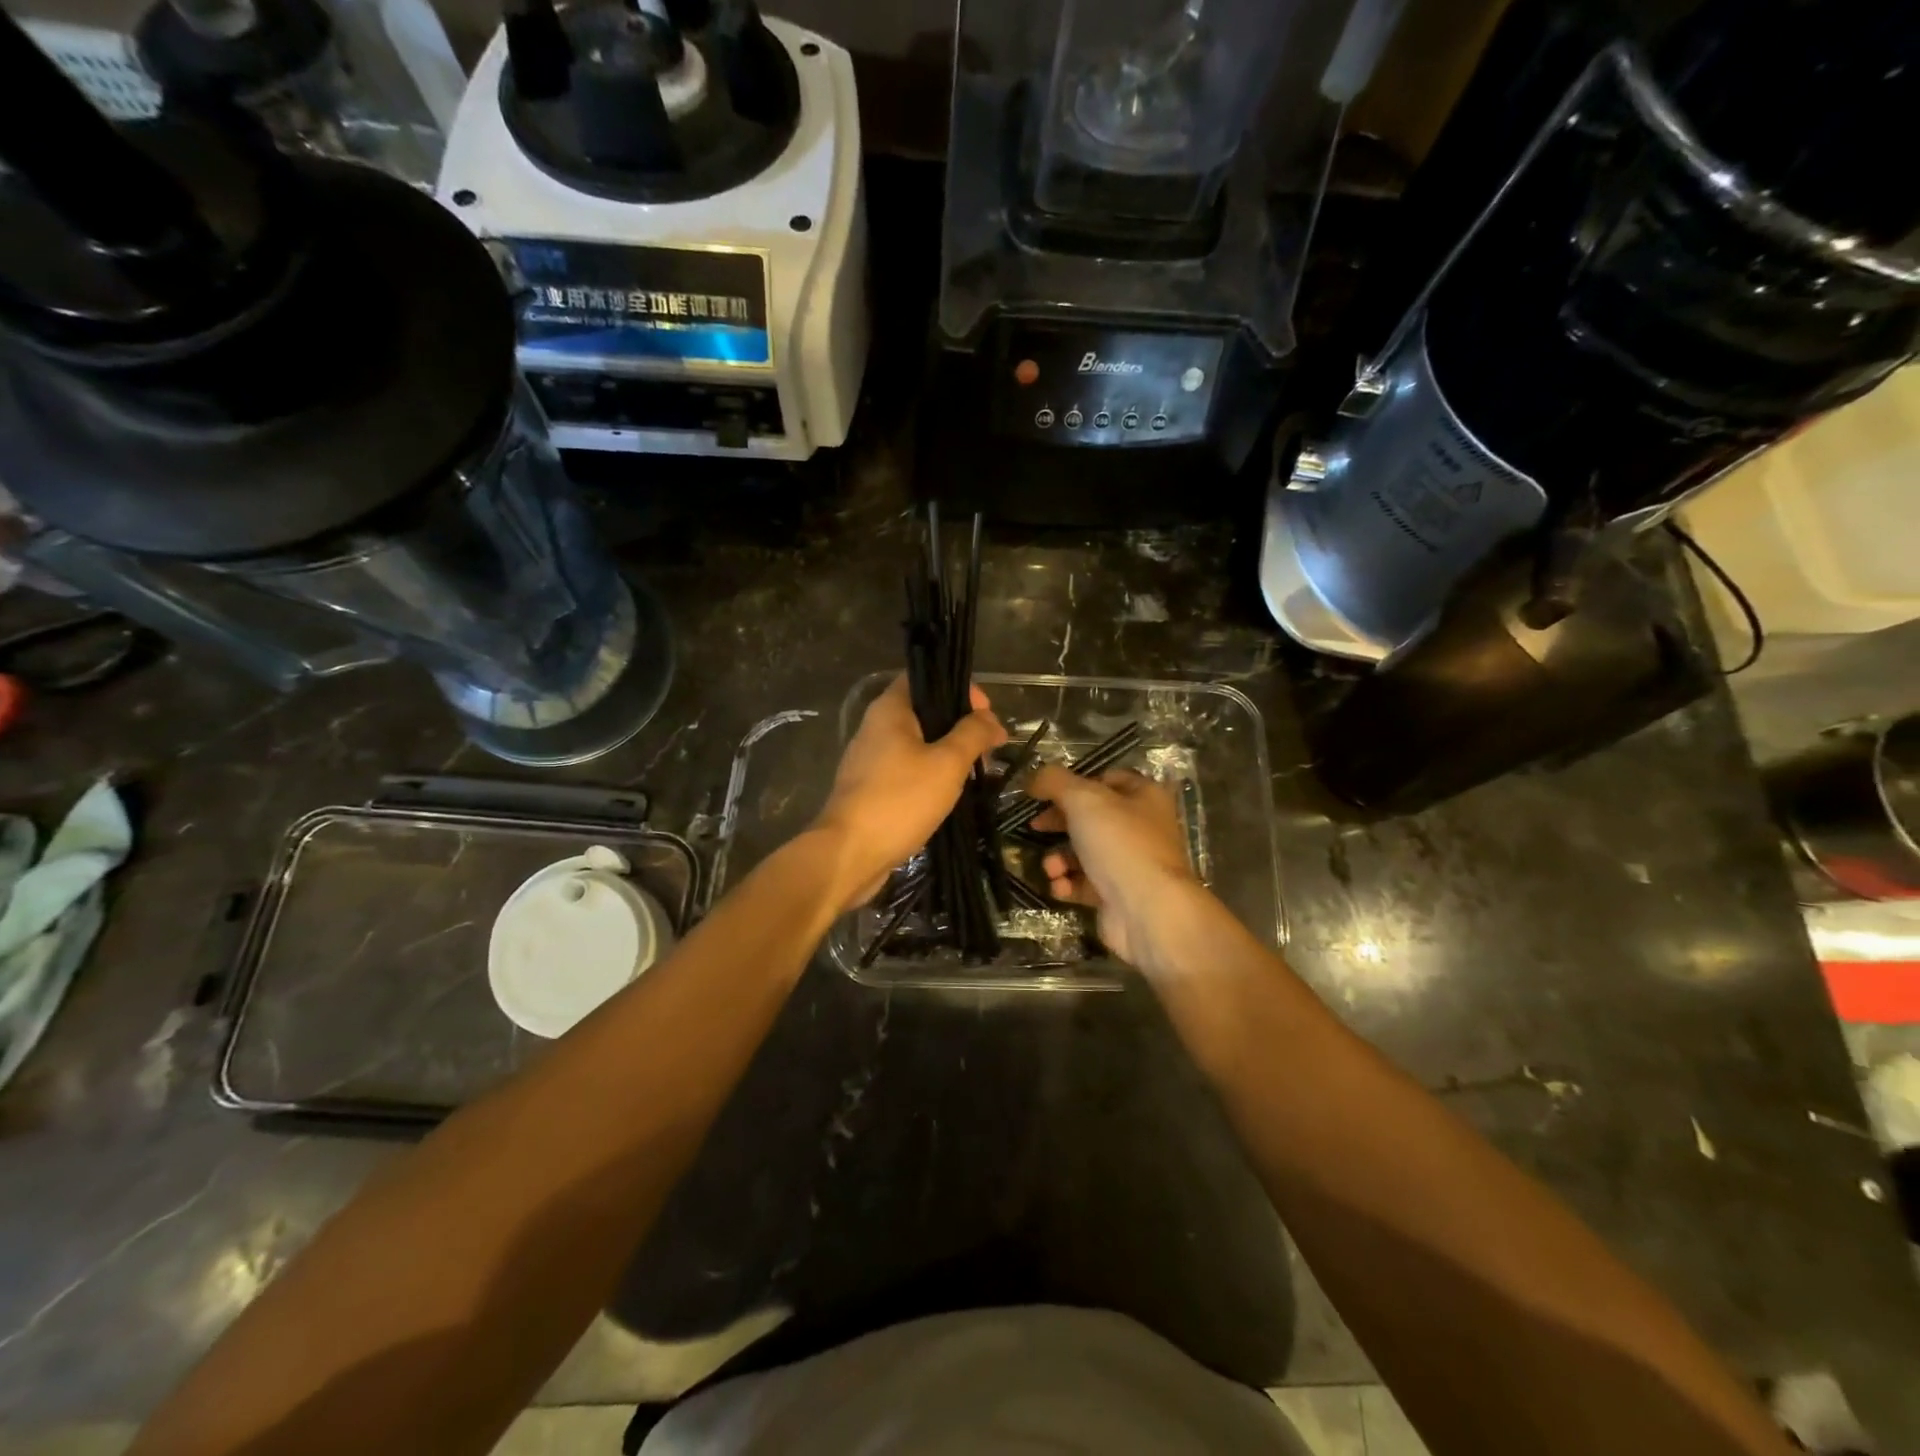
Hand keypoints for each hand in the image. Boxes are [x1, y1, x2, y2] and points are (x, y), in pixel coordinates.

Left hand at [812, 675, 1006, 911]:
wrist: (850, 854)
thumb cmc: (900, 800)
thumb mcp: (947, 763)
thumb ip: (972, 734)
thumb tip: (990, 718)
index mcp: (889, 710)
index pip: (926, 678)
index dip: (959, 689)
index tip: (986, 714)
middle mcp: (876, 728)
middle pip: (924, 713)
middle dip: (960, 728)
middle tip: (988, 751)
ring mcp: (870, 760)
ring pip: (918, 745)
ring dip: (948, 756)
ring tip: (977, 776)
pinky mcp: (871, 789)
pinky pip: (907, 771)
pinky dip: (931, 777)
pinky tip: (951, 796)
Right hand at [1028, 766, 1205, 974]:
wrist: (1148, 911)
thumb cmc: (1120, 843)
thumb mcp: (1084, 799)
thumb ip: (1054, 781)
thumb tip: (1033, 778)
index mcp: (1144, 796)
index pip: (1105, 779)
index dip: (1073, 783)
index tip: (1043, 793)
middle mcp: (1141, 827)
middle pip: (1091, 818)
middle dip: (1059, 823)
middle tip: (1035, 826)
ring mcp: (1130, 864)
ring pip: (1084, 853)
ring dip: (1059, 858)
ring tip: (1052, 868)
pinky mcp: (1118, 896)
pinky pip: (1084, 884)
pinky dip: (1067, 884)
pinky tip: (1060, 887)